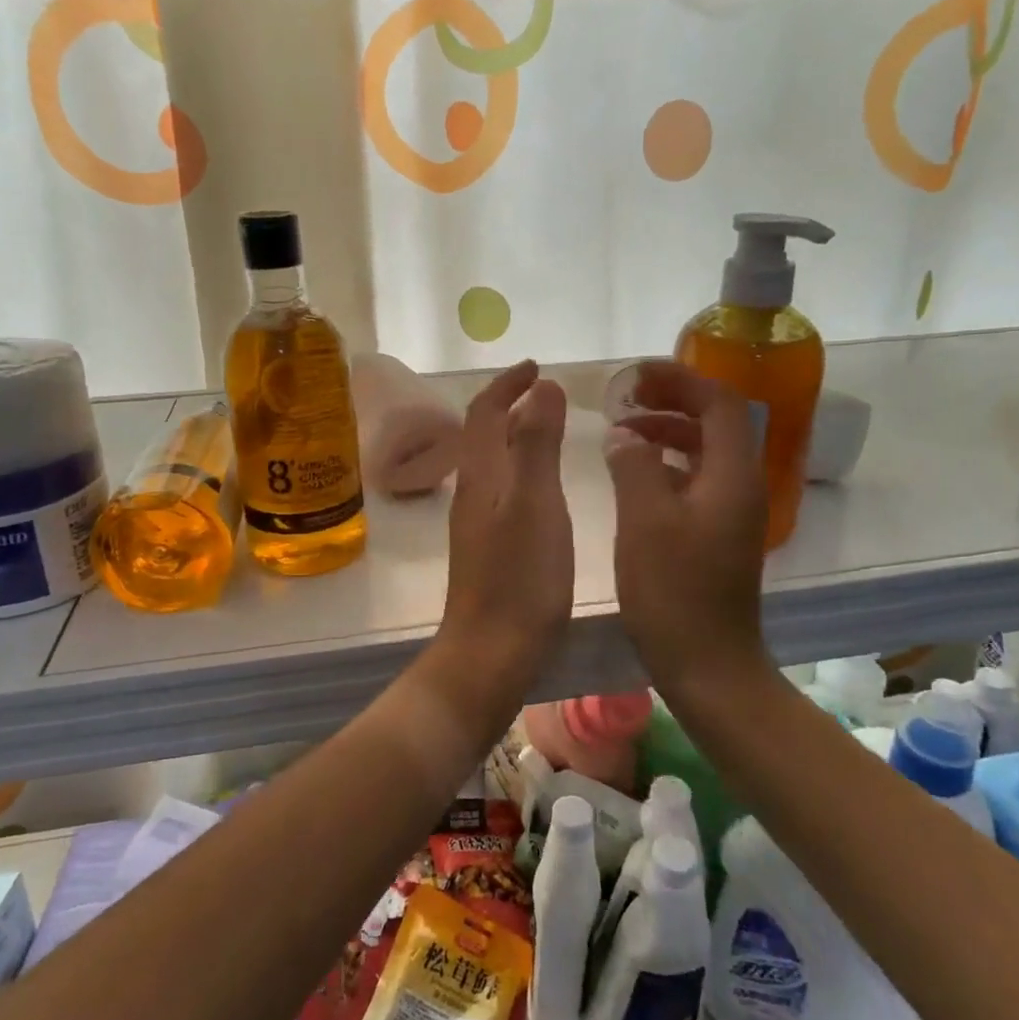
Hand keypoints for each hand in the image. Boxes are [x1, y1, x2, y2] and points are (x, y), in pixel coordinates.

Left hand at [439, 360, 573, 682]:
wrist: (490, 654)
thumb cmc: (519, 579)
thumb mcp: (535, 503)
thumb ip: (536, 444)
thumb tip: (541, 387)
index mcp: (482, 476)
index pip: (484, 413)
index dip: (507, 385)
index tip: (535, 365)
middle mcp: (472, 493)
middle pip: (481, 434)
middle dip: (508, 404)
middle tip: (543, 390)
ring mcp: (476, 524)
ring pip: (490, 462)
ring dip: (512, 434)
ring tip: (546, 427)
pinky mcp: (487, 549)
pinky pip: (500, 489)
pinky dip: (519, 467)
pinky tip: (541, 486)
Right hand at [604, 361, 766, 688]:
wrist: (709, 665)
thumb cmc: (674, 592)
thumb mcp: (644, 521)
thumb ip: (633, 465)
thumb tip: (625, 435)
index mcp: (731, 475)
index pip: (718, 402)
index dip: (679, 380)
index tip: (636, 376)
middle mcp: (741, 486)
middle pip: (716, 422)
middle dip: (672, 401)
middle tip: (625, 398)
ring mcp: (733, 513)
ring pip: (705, 452)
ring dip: (667, 432)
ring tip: (623, 431)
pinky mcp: (719, 535)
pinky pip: (697, 480)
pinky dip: (668, 464)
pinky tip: (635, 474)